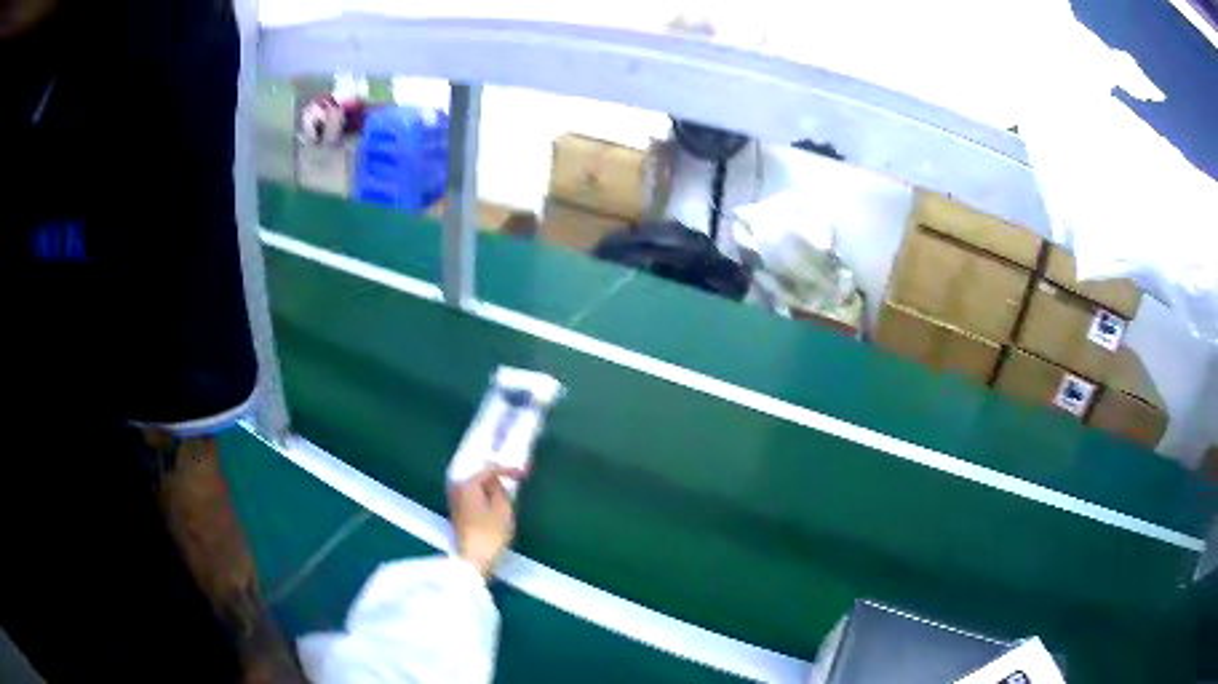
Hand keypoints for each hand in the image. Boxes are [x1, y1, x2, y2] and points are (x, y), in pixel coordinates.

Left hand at [448, 466, 518, 578]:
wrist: (473, 559)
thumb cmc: (490, 534)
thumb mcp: (503, 509)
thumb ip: (500, 489)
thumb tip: (496, 481)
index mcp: (467, 484)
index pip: (489, 469)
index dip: (508, 469)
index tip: (523, 474)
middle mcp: (457, 488)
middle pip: (478, 475)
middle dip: (495, 475)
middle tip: (514, 477)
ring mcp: (454, 500)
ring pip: (474, 485)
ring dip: (489, 486)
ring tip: (506, 488)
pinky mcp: (457, 511)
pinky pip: (472, 495)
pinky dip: (483, 494)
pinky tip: (494, 499)